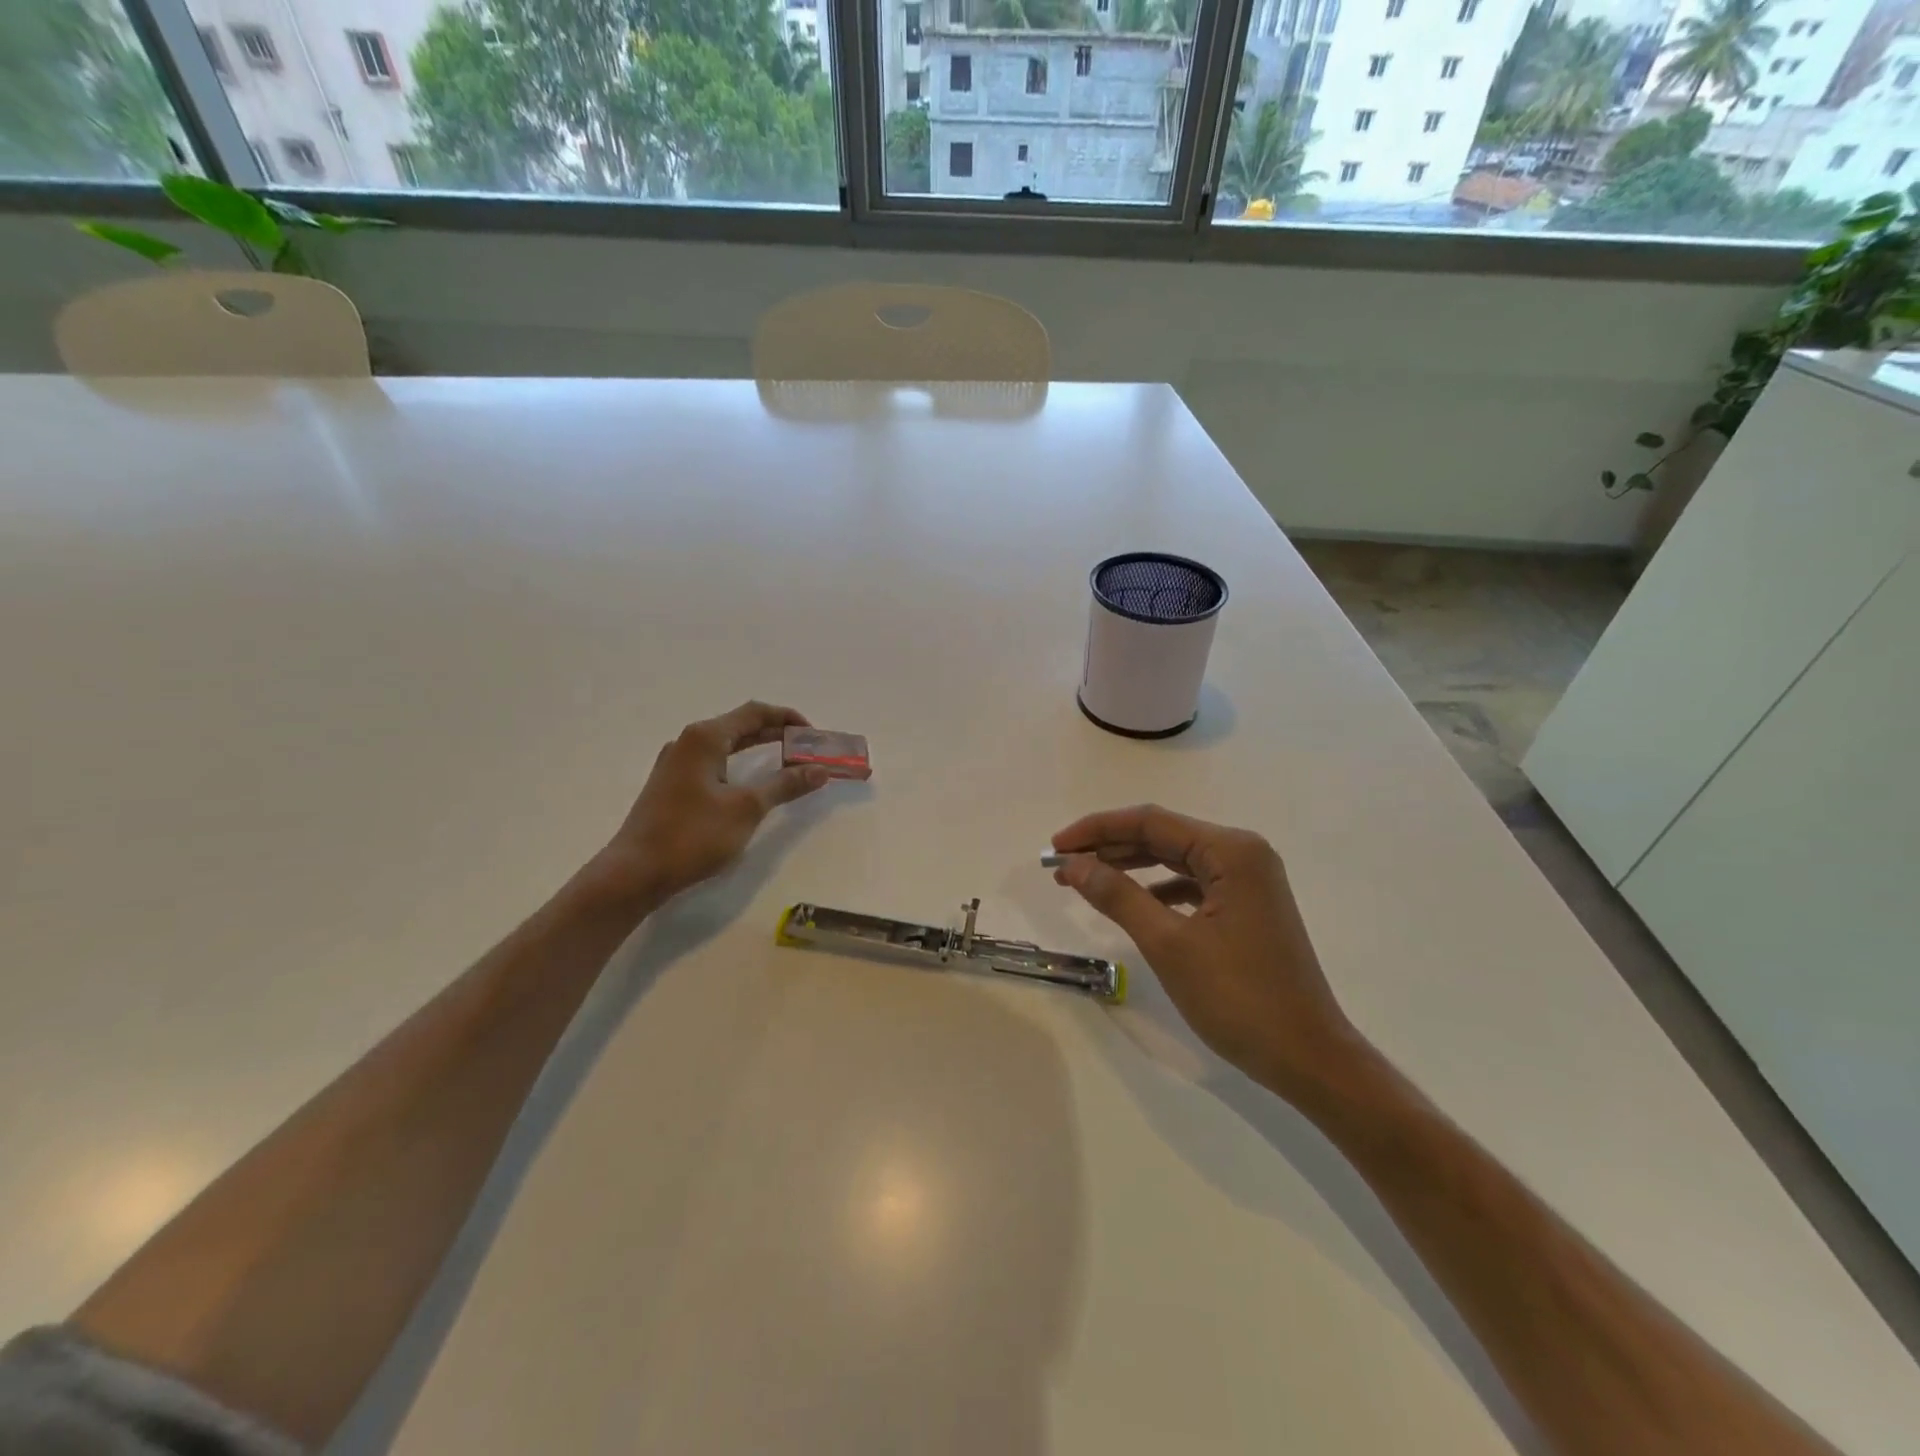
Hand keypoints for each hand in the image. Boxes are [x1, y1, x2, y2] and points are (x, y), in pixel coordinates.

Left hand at [588, 701, 830, 909]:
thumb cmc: (692, 835)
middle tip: (808, 750)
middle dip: (777, 734)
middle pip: (741, 725)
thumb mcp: (746, 808)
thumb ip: (785, 785)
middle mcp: (688, 742)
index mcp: (705, 737)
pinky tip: (752, 784)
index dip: (789, 719)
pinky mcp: (672, 785)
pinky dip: (740, 765)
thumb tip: (820, 770)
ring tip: (788, 764)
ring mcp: (677, 763)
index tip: (815, 736)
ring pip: (726, 745)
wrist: (634, 873)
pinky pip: (714, 763)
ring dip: (759, 750)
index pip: (755, 712)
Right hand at [1050, 805, 1365, 1099]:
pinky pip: (1193, 884)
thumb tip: (1073, 865)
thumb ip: (1117, 896)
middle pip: (1163, 836)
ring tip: (1085, 879)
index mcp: (1230, 851)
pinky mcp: (1248, 907)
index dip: (1097, 829)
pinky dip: (1158, 889)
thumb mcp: (1168, 944)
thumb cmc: (1239, 998)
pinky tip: (1132, 902)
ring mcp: (1249, 881)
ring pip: (1176, 860)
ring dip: (1130, 867)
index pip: (1150, 822)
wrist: (1309, 1057)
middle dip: (1109, 847)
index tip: (1055, 847)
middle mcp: (1243, 854)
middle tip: (1061, 864)